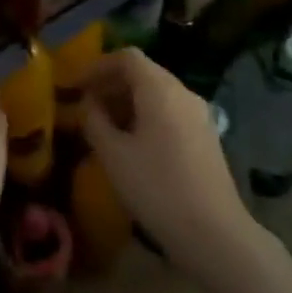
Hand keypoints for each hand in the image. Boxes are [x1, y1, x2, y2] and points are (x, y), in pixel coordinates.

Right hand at [81, 49, 257, 277]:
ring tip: (104, 127)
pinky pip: (170, 112)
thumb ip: (94, 121)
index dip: (97, 66)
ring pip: (157, 93)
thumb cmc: (158, 189)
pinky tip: (132, 145)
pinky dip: (146, 116)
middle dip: (111, 85)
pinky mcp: (206, 137)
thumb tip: (88, 103)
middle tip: (85, 107)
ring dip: (127, 102)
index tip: (75, 86)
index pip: (127, 57)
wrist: (215, 235)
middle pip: (143, 72)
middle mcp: (183, 93)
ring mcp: (199, 115)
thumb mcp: (113, 155)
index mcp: (160, 89)